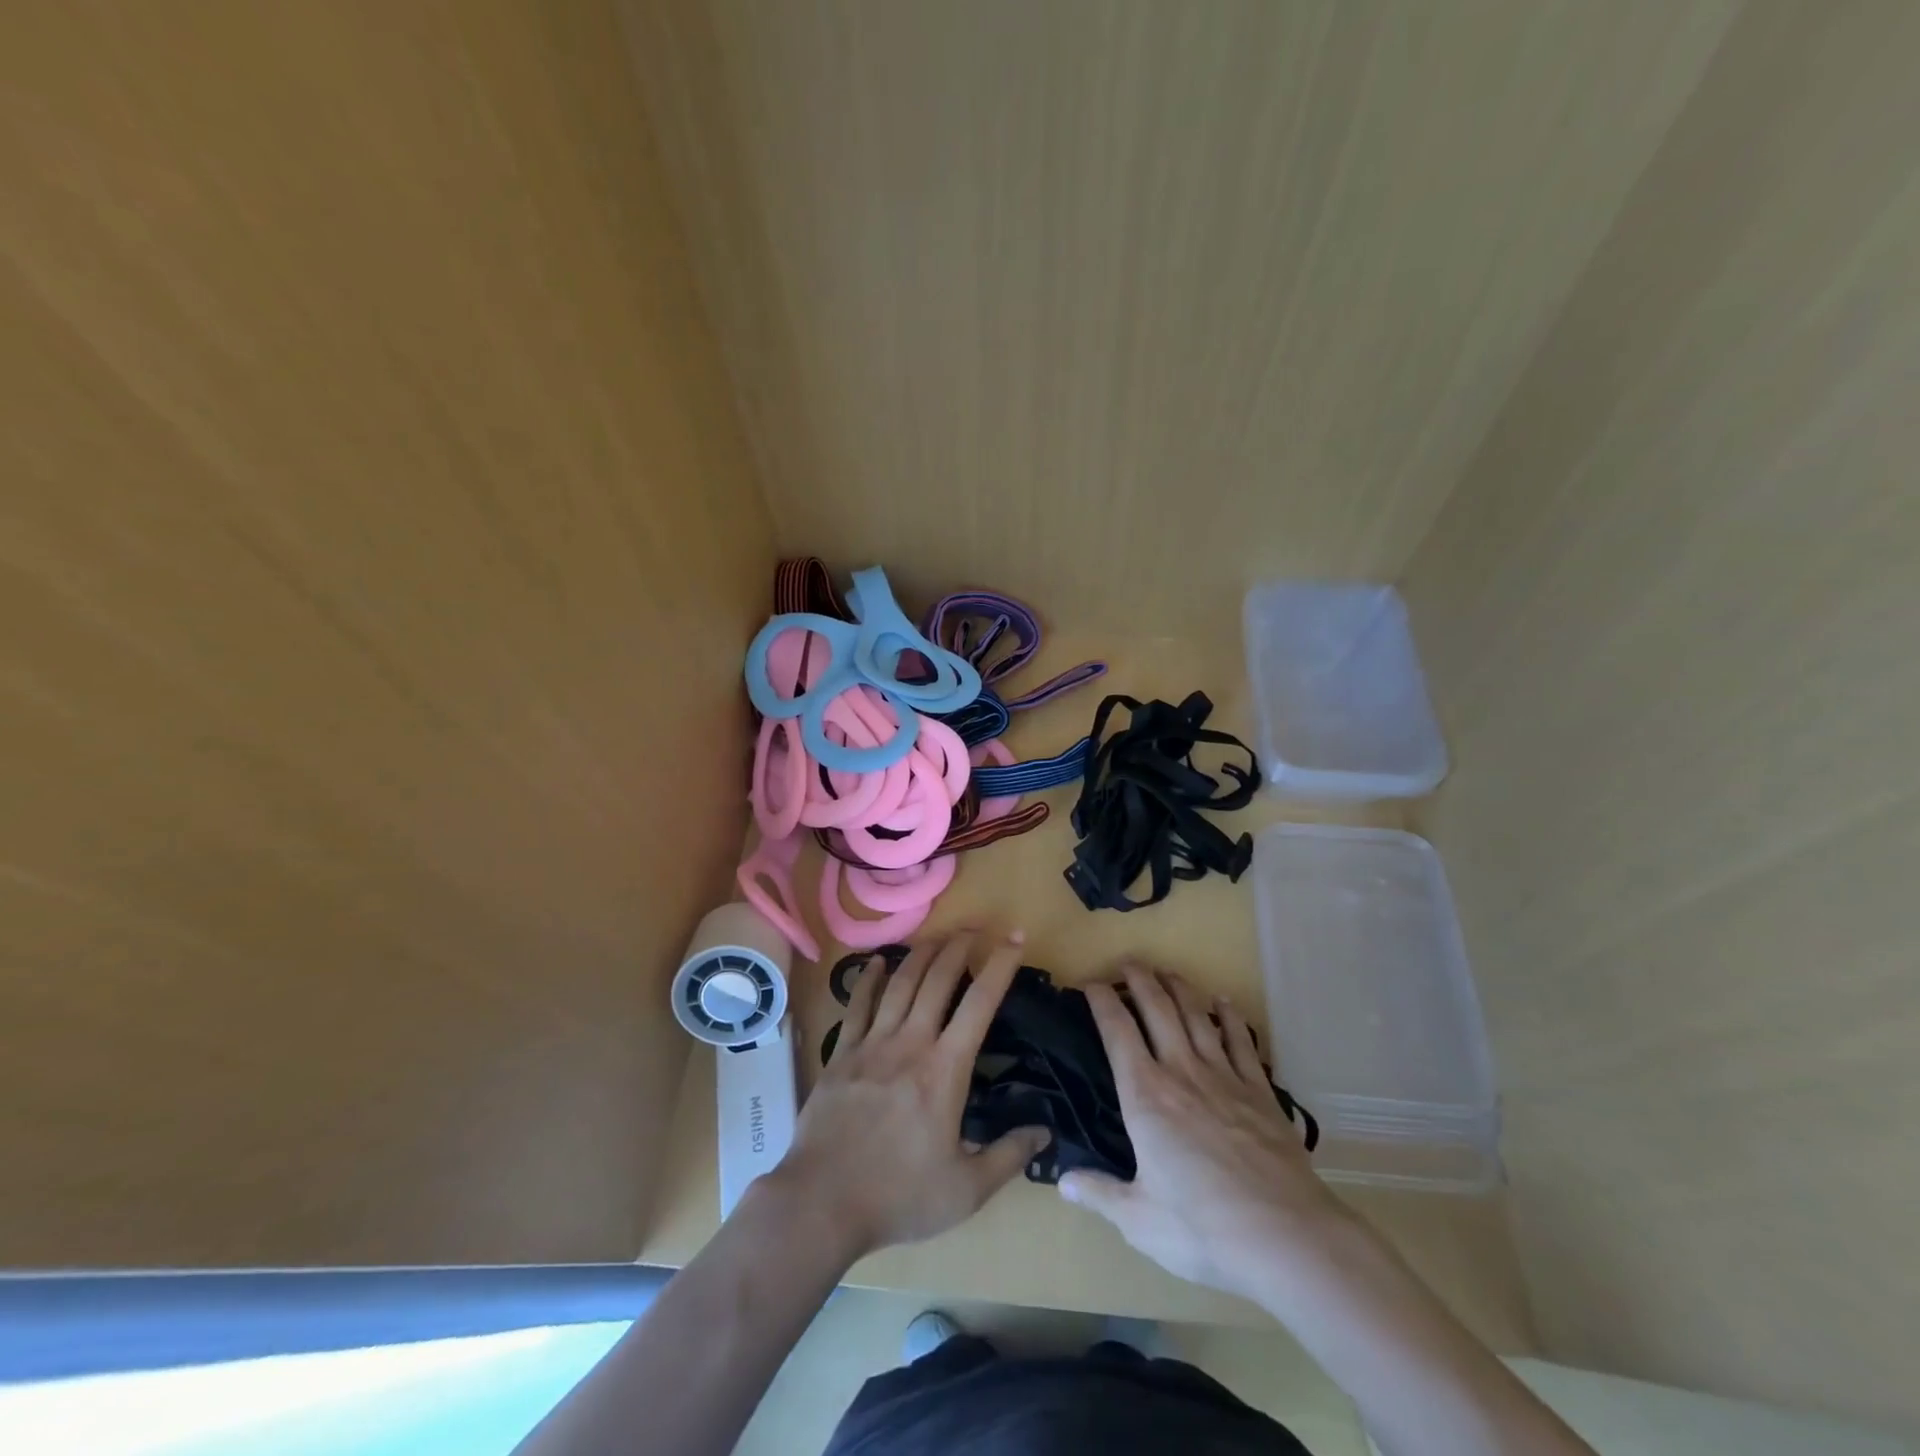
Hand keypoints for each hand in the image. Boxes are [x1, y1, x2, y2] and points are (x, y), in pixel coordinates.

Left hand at [773, 931, 1049, 1261]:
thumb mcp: (966, 1190)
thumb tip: (1045, 1132)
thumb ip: (1008, 1156)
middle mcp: (910, 1043)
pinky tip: (875, 962)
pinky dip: (868, 979)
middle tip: (974, 928)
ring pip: (900, 984)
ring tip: (937, 937)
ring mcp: (871, 1044)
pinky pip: (857, 1005)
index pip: (980, 1003)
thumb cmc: (898, 1197)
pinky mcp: (841, 1054)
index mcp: (945, 1069)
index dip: (1000, 965)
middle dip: (958, 947)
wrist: (821, 1203)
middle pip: (937, 979)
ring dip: (921, 955)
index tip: (1014, 938)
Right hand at [1058, 964, 1347, 1302]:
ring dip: (1179, 988)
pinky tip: (1225, 1004)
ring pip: (1197, 1016)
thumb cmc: (1202, 1228)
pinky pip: (1241, 1042)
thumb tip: (1064, 1180)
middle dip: (1139, 979)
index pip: (1116, 1031)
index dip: (1101, 1000)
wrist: (1285, 1236)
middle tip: (1128, 963)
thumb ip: (1099, 1194)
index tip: (1089, 983)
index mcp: (1145, 1096)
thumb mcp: (1139, 1220)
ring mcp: (1225, 1077)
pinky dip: (1230, 1018)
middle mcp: (1181, 1072)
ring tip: (1166, 972)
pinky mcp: (1260, 1092)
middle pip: (1157, 1009)